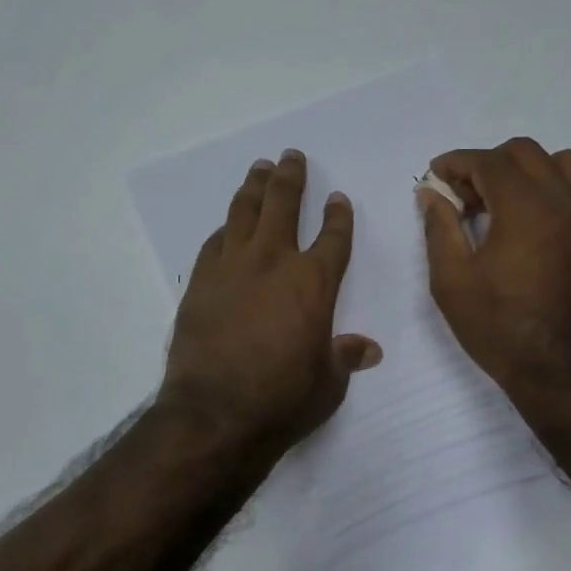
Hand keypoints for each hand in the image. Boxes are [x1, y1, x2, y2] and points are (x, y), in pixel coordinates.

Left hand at [161, 150, 381, 452]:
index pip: (332, 236)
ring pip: (244, 212)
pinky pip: (215, 242)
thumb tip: (369, 349)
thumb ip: (345, 357)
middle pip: (283, 205)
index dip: (337, 215)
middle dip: (290, 177)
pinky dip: (226, 228)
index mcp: (313, 283)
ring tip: (259, 169)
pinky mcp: (200, 282)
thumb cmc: (282, 400)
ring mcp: (232, 268)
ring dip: (254, 187)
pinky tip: (228, 225)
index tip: (337, 198)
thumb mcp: (328, 383)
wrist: (214, 413)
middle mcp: (273, 262)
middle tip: (291, 156)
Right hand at [420, 137, 570, 394]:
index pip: (487, 161)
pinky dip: (563, 188)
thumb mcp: (451, 280)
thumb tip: (432, 192)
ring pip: (562, 162)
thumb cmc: (498, 327)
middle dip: (487, 164)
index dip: (455, 163)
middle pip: (524, 152)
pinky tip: (542, 217)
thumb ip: (439, 227)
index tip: (435, 177)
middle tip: (465, 197)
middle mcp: (563, 198)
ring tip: (506, 202)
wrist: (559, 368)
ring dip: (528, 170)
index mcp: (524, 206)